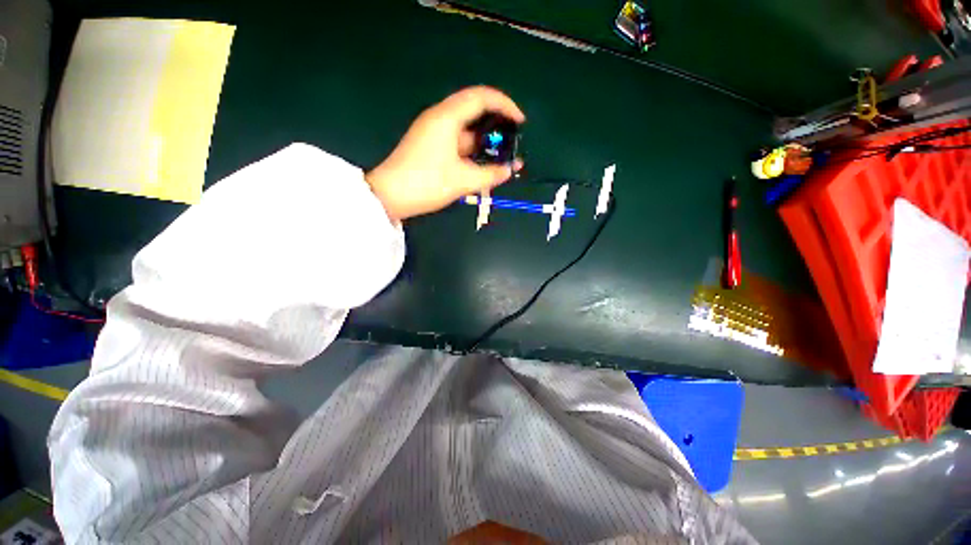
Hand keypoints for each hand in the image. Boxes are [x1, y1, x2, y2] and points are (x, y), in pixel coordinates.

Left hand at [366, 86, 524, 221]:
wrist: (389, 196)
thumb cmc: (427, 183)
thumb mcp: (463, 180)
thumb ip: (490, 174)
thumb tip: (510, 170)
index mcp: (447, 117)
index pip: (481, 97)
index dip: (505, 105)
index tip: (520, 122)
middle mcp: (440, 117)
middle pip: (474, 108)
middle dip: (497, 122)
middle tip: (512, 138)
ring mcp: (433, 131)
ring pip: (465, 127)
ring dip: (484, 138)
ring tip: (501, 155)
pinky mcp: (430, 144)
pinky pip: (457, 140)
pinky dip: (472, 148)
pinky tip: (482, 162)